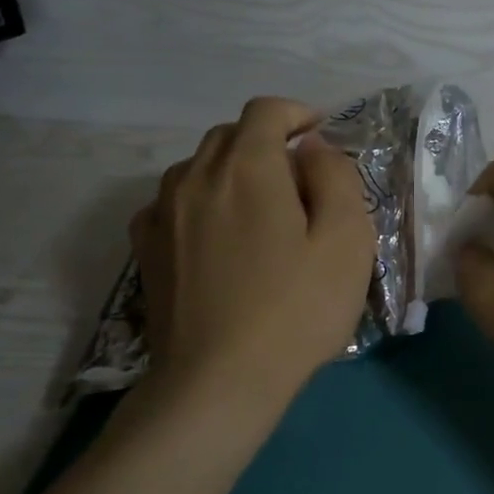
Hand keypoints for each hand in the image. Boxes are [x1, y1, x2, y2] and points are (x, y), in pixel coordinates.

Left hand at [129, 97, 375, 407]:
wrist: (217, 383)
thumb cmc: (295, 309)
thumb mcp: (346, 239)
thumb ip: (336, 177)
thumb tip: (312, 148)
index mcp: (247, 167)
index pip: (266, 110)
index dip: (297, 113)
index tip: (320, 136)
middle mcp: (196, 176)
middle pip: (230, 134)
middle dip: (268, 142)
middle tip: (300, 181)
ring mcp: (162, 213)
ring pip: (199, 165)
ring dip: (233, 170)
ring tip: (261, 209)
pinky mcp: (146, 249)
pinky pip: (173, 200)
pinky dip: (202, 200)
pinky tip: (218, 234)